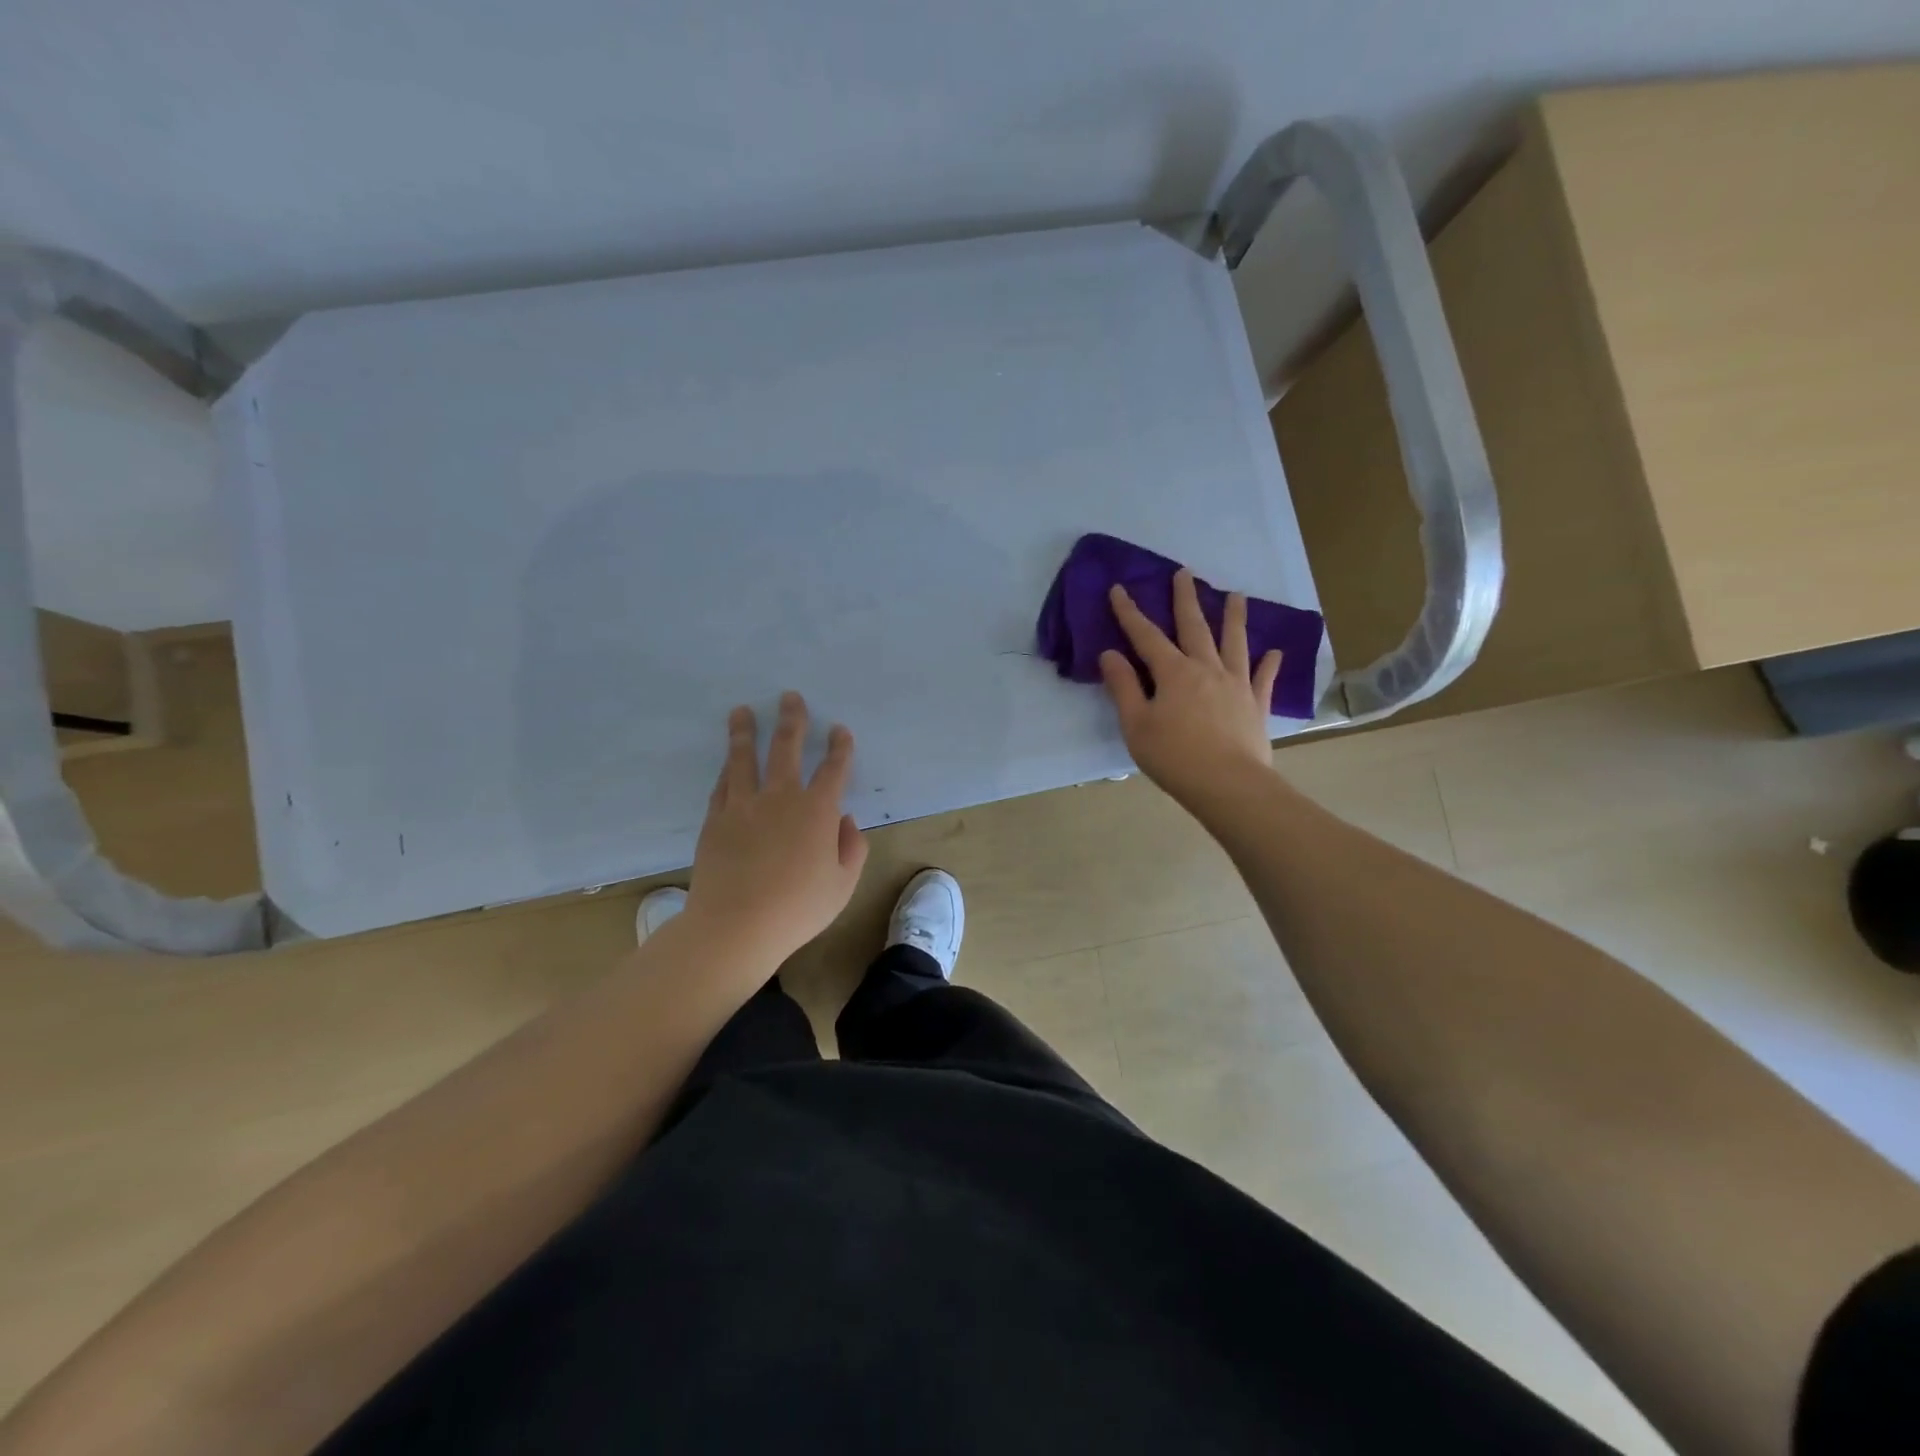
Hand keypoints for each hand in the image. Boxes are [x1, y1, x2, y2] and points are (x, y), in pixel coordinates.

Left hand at [685, 692, 867, 965]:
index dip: (840, 747)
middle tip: (790, 697)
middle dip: (792, 720)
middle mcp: (781, 797)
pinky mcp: (716, 819)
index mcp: (817, 811)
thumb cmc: (797, 909)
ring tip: (742, 711)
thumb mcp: (842, 885)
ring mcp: (744, 805)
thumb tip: (845, 821)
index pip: (833, 769)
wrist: (735, 925)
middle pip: (786, 748)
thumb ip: (851, 849)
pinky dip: (727, 769)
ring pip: (744, 758)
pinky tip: (728, 761)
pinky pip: (723, 784)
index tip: (840, 730)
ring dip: (745, 732)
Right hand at [1099, 569, 1282, 814]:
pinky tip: (1275, 651)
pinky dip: (1269, 663)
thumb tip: (1110, 654)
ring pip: (1234, 643)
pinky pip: (1263, 678)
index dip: (1130, 613)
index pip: (1146, 636)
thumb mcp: (1136, 725)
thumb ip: (1123, 687)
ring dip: (1234, 617)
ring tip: (1237, 595)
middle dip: (1185, 599)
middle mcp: (1206, 669)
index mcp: (1173, 673)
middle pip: (1194, 627)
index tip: (1119, 589)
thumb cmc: (1174, 757)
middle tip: (1185, 573)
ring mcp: (1236, 685)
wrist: (1228, 785)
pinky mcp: (1256, 705)